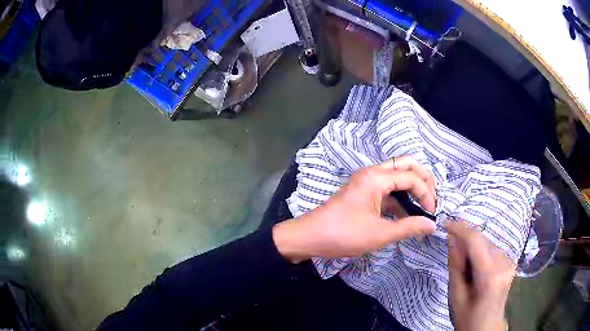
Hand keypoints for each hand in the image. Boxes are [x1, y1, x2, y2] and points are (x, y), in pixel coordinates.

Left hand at [273, 156, 436, 262]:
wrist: (310, 237)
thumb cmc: (344, 235)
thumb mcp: (380, 234)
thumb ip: (409, 227)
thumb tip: (432, 225)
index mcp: (376, 177)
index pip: (411, 177)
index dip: (427, 194)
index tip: (432, 213)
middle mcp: (372, 173)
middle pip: (406, 165)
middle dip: (423, 179)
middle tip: (433, 198)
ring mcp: (366, 181)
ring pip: (397, 175)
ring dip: (412, 187)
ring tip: (424, 205)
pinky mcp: (362, 192)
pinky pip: (387, 188)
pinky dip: (400, 197)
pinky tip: (407, 212)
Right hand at [447, 221, 514, 330]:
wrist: (487, 327)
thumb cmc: (468, 317)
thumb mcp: (456, 296)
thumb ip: (456, 266)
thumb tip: (452, 240)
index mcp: (490, 275)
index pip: (476, 241)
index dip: (461, 229)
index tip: (446, 224)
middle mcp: (504, 263)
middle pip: (482, 240)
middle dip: (466, 241)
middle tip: (453, 253)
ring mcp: (509, 261)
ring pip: (487, 243)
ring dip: (473, 247)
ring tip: (465, 267)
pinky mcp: (510, 261)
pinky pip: (492, 249)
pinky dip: (481, 252)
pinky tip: (475, 267)